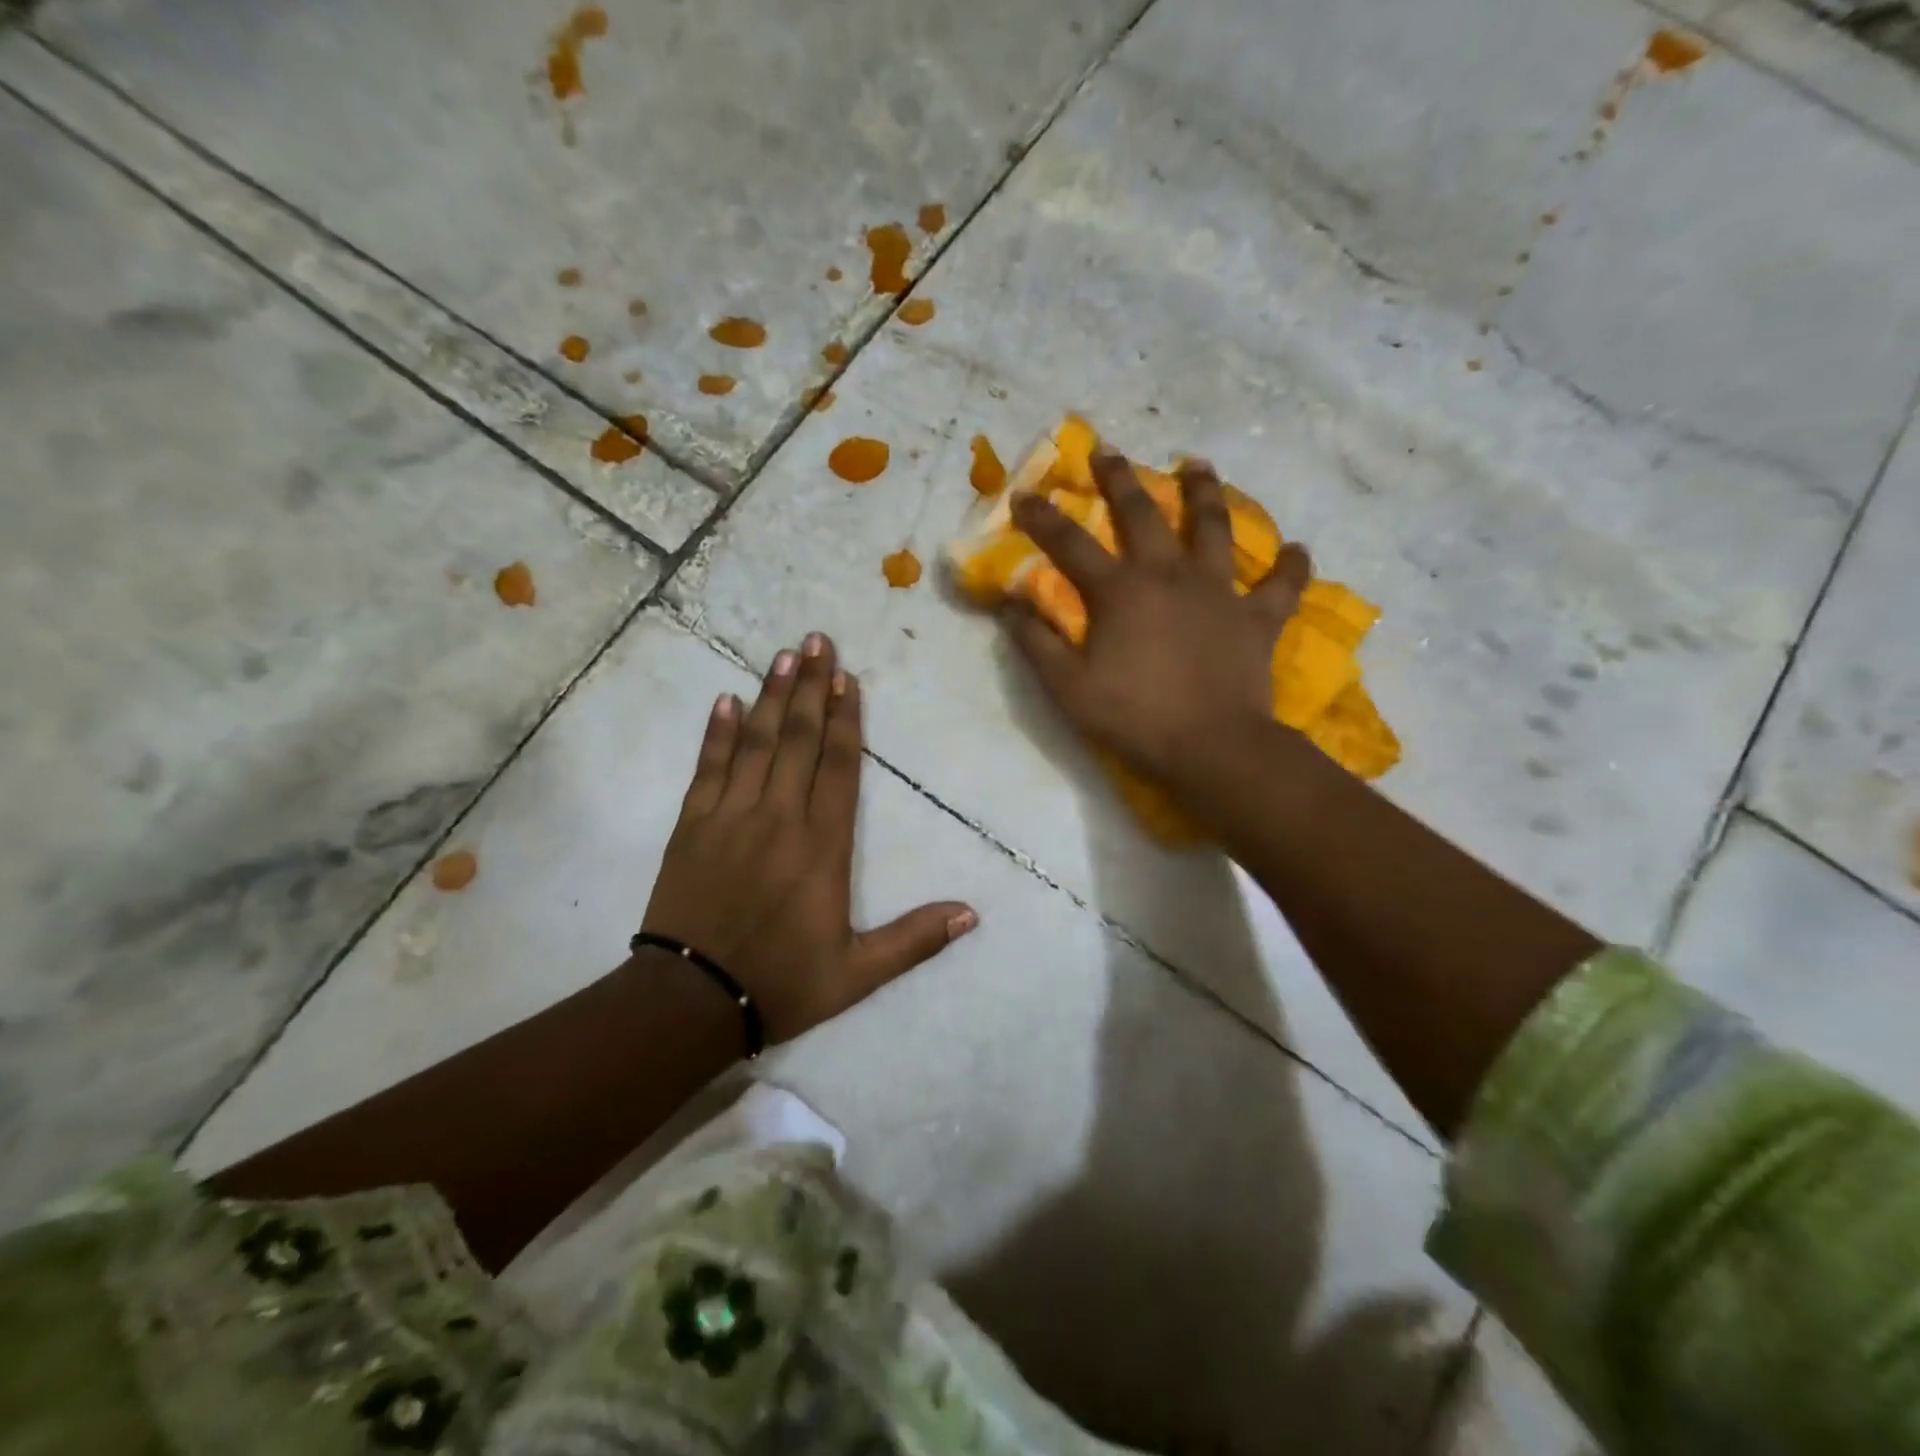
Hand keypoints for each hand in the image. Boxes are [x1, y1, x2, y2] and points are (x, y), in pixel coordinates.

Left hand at [641, 633, 975, 1043]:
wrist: (691, 1001)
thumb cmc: (781, 983)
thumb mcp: (857, 973)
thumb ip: (914, 939)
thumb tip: (971, 914)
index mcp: (822, 846)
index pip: (839, 767)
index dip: (846, 720)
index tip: (848, 679)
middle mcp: (780, 817)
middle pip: (799, 739)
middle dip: (811, 687)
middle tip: (817, 640)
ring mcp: (731, 816)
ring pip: (757, 742)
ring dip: (772, 696)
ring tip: (784, 655)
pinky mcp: (693, 825)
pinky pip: (709, 767)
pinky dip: (718, 733)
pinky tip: (726, 701)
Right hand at [1005, 449, 1310, 798]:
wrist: (1212, 747)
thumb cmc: (1134, 717)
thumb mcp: (1068, 688)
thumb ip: (1037, 643)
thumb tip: (1011, 606)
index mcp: (1120, 591)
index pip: (1070, 544)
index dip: (1043, 518)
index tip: (1024, 494)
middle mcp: (1169, 575)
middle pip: (1143, 514)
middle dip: (1120, 479)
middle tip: (1109, 452)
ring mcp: (1219, 591)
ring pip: (1214, 527)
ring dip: (1204, 492)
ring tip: (1198, 465)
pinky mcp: (1258, 617)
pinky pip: (1281, 586)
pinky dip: (1291, 566)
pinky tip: (1298, 549)